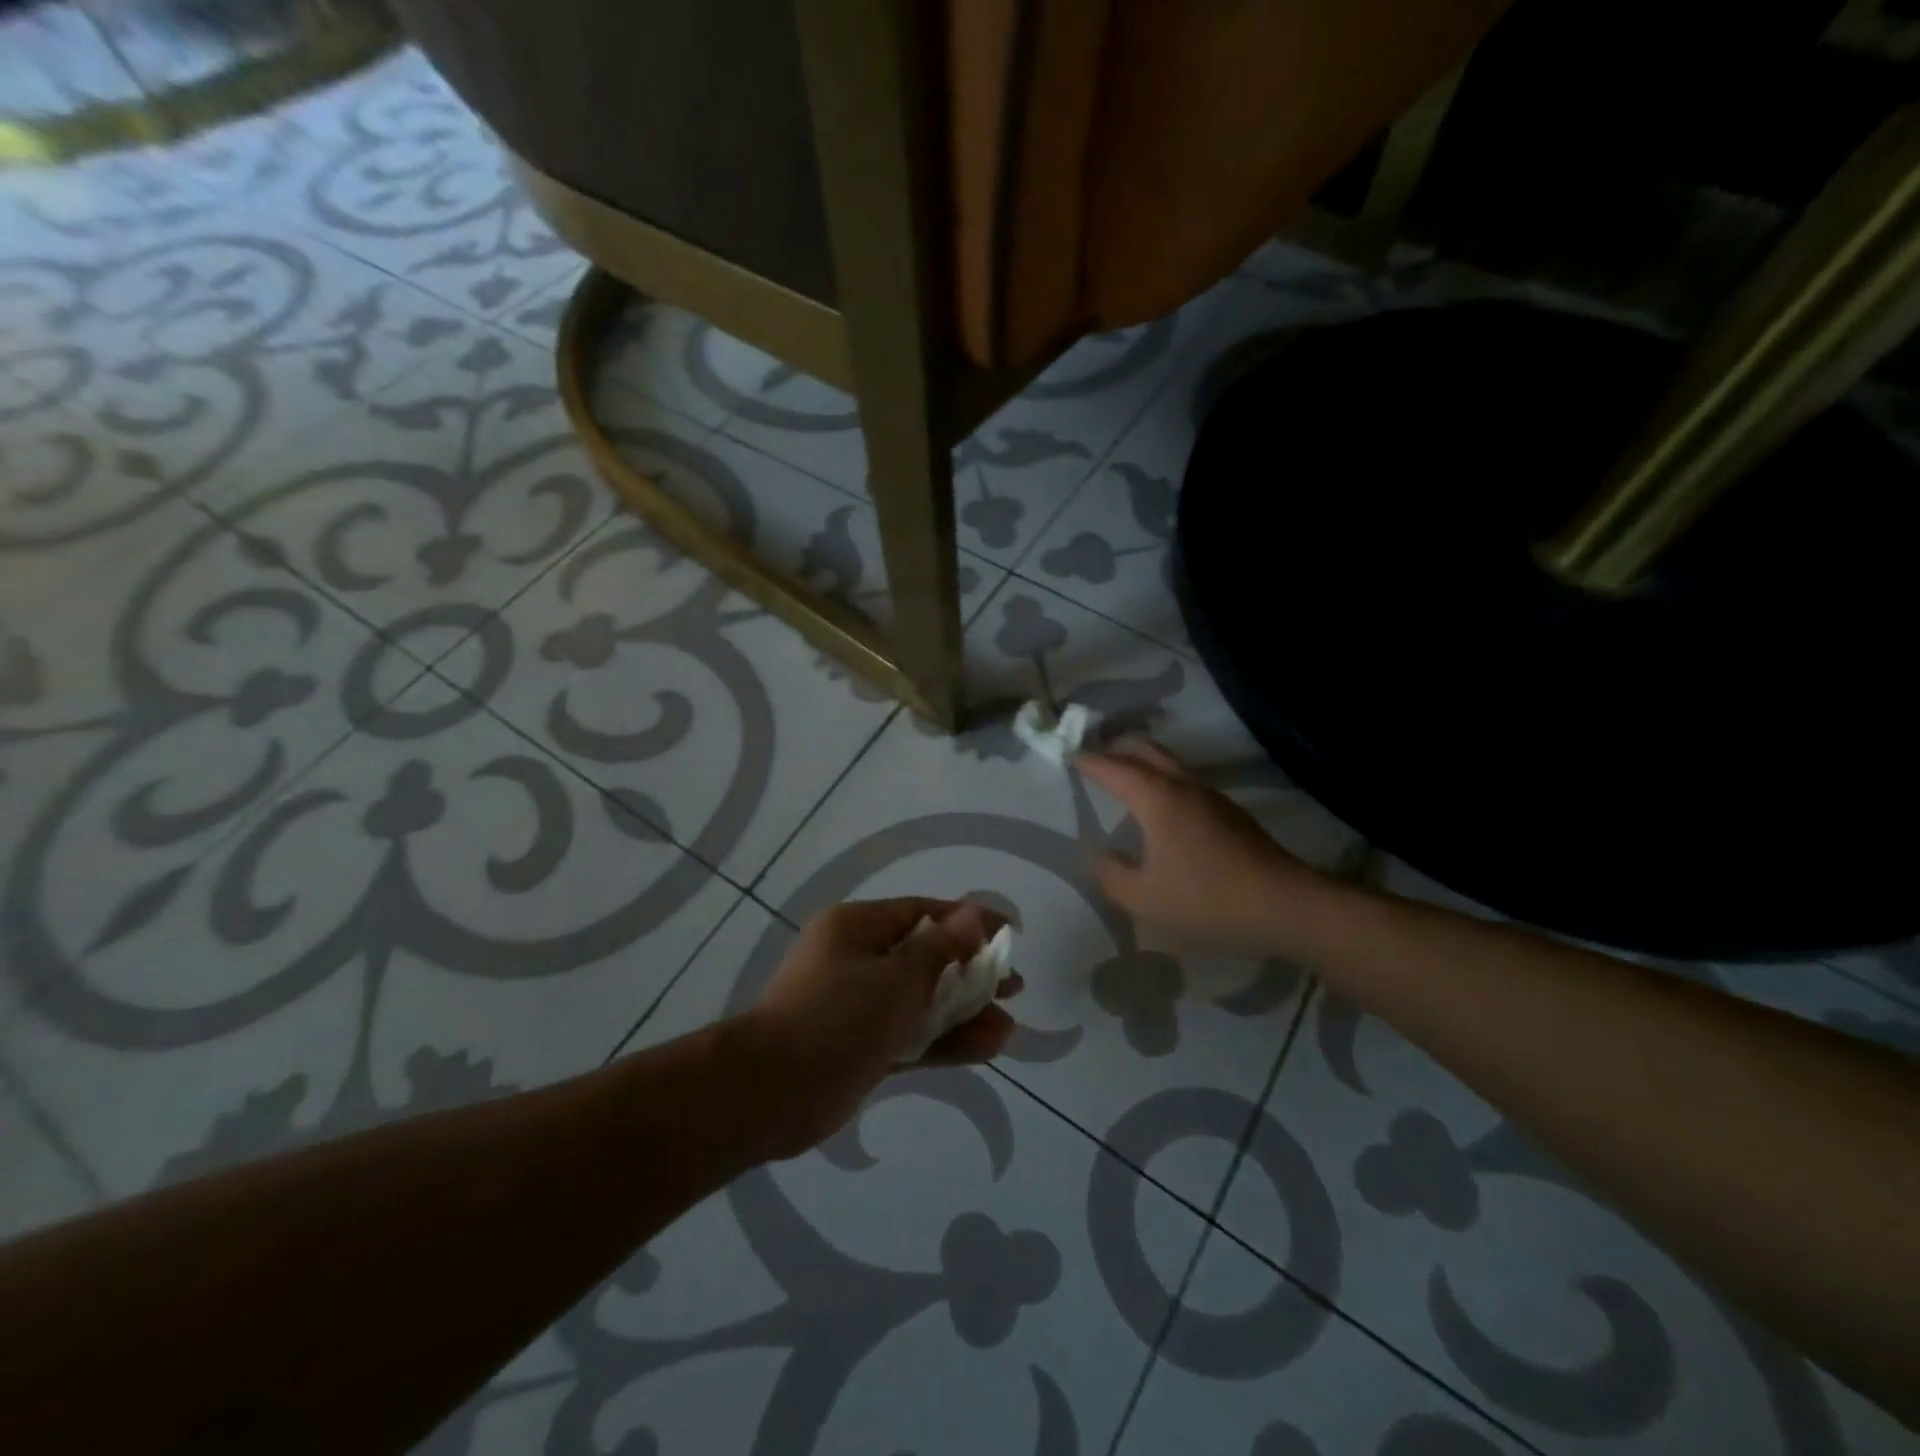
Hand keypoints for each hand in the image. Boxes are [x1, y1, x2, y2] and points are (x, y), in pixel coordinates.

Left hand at [740, 898, 1021, 1158]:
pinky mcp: (860, 1045)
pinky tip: (986, 1048)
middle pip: (926, 957)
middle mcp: (857, 959)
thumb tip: (974, 914)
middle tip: (1013, 987)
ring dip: (963, 1012)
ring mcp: (857, 1005)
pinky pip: (909, 1034)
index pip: (924, 913)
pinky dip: (943, 1040)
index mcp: (858, 927)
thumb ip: (942, 948)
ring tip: (1007, 1027)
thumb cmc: (839, 1016)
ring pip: (921, 1000)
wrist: (773, 1092)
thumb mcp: (899, 975)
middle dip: (971, 972)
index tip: (1010, 933)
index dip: (970, 920)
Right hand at [1077, 739, 1330, 953]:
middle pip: (1145, 750)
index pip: (1114, 768)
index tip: (1070, 756)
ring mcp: (1211, 795)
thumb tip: (1095, 855)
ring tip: (1123, 774)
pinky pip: (1185, 780)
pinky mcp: (1229, 811)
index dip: (1089, 761)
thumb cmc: (1205, 899)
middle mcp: (1183, 785)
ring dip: (1143, 761)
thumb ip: (1110, 874)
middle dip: (1117, 747)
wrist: (1283, 904)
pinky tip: (1161, 806)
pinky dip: (1162, 779)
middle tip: (1095, 753)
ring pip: (1169, 763)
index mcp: (1156, 798)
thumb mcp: (1143, 898)